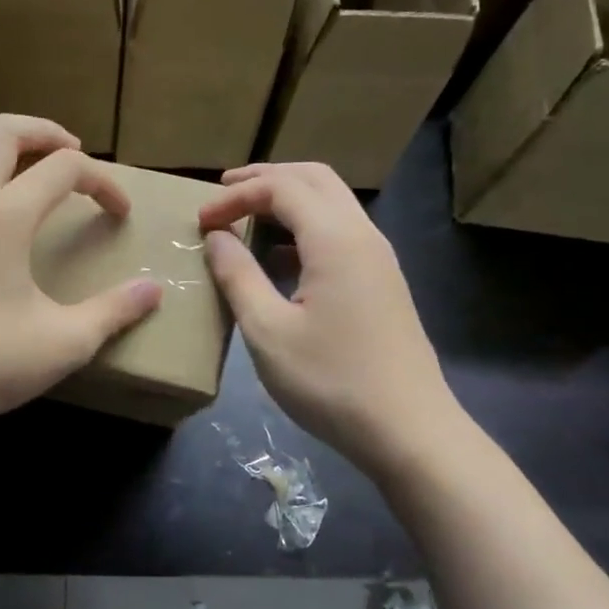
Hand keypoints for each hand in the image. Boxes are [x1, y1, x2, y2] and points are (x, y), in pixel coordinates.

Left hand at [0, 115, 162, 435]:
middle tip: (73, 151)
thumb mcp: (68, 341)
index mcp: (7, 216)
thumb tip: (153, 290)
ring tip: (20, 164)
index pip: (66, 170)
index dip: (103, 183)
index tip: (120, 214)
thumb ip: (115, 311)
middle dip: (45, 133)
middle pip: (3, 133)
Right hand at [198, 162, 460, 478]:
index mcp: (336, 239)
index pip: (280, 187)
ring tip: (247, 215)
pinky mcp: (383, 282)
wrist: (408, 430)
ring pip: (332, 203)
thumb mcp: (268, 331)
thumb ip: (238, 276)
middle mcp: (363, 235)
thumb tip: (217, 236)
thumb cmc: (330, 381)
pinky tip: (281, 257)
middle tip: (223, 191)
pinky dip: (306, 227)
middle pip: (314, 179)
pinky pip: (341, 233)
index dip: (236, 196)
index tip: (200, 222)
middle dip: (265, 178)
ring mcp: (379, 259)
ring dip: (288, 199)